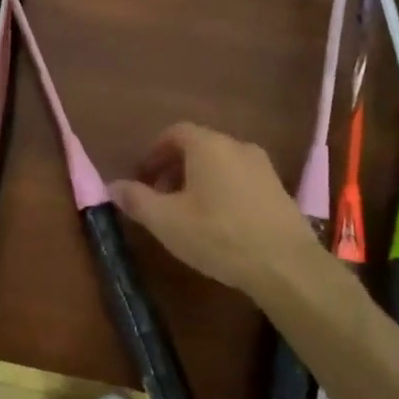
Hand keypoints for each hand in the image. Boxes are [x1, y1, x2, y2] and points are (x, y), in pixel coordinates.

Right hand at [111, 123, 340, 305]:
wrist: (285, 265)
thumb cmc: (217, 235)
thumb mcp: (166, 220)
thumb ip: (136, 199)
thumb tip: (113, 186)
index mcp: (208, 145)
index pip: (174, 133)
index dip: (153, 153)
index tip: (142, 178)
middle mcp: (237, 146)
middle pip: (198, 147)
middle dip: (174, 168)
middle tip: (159, 198)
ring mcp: (263, 167)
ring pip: (220, 164)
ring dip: (198, 181)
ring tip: (186, 213)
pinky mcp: (278, 190)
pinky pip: (240, 180)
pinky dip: (222, 191)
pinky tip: (218, 224)